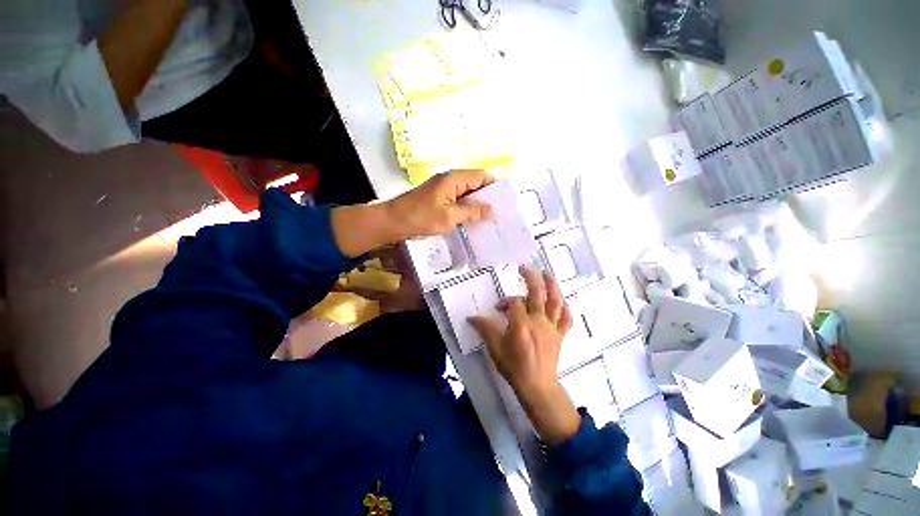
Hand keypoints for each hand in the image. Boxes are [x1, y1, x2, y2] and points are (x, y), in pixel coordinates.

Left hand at [384, 170, 494, 240]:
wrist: (393, 222)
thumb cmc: (421, 217)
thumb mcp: (450, 216)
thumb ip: (472, 212)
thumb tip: (492, 211)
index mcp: (454, 179)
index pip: (482, 176)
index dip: (495, 187)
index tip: (507, 201)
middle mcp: (451, 180)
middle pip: (476, 185)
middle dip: (488, 198)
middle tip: (501, 214)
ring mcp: (444, 190)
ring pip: (467, 194)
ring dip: (477, 205)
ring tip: (491, 219)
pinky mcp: (439, 199)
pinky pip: (458, 201)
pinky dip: (466, 210)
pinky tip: (473, 221)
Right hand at [469, 267, 580, 444]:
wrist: (537, 387)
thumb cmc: (514, 367)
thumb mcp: (495, 348)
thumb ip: (485, 329)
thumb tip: (471, 317)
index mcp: (521, 324)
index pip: (514, 302)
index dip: (505, 301)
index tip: (498, 308)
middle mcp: (538, 322)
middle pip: (537, 293)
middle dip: (531, 278)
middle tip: (524, 268)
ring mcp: (552, 328)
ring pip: (555, 302)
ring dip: (552, 285)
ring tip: (546, 273)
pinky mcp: (560, 335)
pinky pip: (566, 319)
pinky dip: (565, 309)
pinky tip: (562, 303)